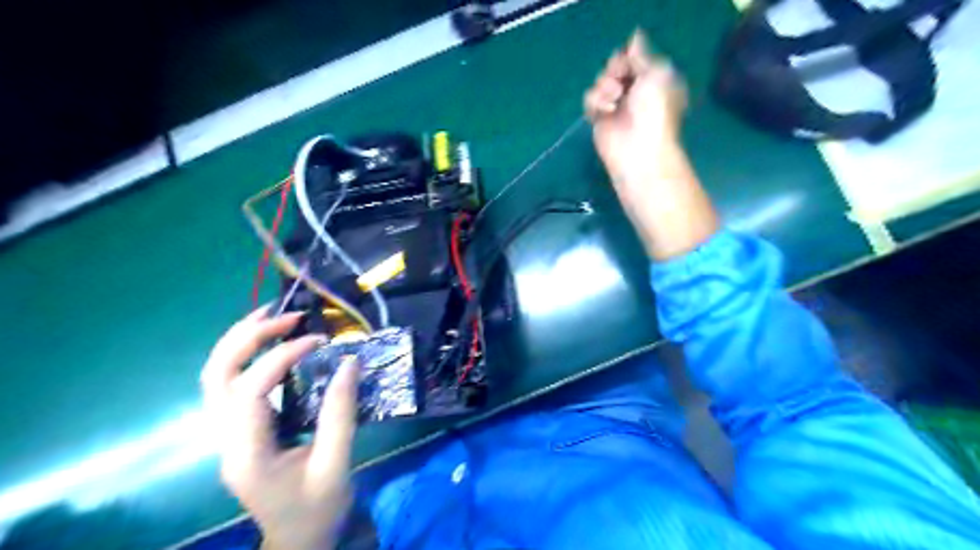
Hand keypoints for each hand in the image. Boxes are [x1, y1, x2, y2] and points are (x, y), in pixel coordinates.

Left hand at [199, 309, 358, 549]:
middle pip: (215, 375)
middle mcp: (224, 440)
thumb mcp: (336, 463)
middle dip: (248, 337)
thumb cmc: (317, 509)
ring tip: (272, 315)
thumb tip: (350, 361)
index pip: (250, 391)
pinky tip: (270, 342)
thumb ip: (341, 413)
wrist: (297, 541)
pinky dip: (246, 355)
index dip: (281, 357)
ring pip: (214, 376)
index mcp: (247, 454)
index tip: (319, 340)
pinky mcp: (238, 430)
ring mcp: (226, 435)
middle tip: (288, 315)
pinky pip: (230, 383)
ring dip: (240, 340)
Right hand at [584, 31, 683, 183]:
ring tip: (614, 97)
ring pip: (600, 82)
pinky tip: (605, 110)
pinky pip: (590, 100)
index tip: (629, 61)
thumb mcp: (658, 73)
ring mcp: (616, 106)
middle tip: (620, 79)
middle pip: (615, 67)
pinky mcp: (599, 119)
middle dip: (615, 69)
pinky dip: (595, 101)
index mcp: (654, 79)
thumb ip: (643, 54)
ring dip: (604, 85)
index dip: (629, 56)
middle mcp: (635, 91)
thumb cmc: (655, 109)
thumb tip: (635, 38)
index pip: (635, 58)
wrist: (639, 149)